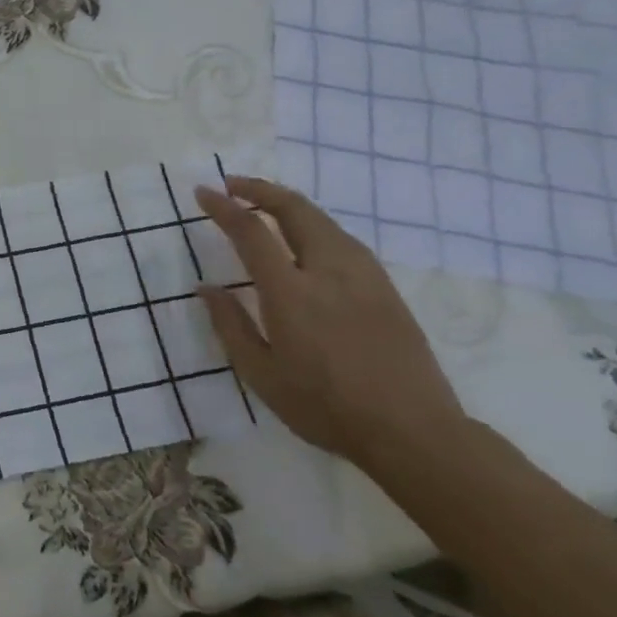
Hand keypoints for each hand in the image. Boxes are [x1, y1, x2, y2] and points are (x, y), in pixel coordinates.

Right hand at [194, 175, 466, 469]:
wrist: (413, 431)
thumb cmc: (326, 407)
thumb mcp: (262, 375)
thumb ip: (230, 325)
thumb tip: (206, 287)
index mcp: (291, 292)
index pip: (251, 231)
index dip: (224, 206)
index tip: (203, 192)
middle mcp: (328, 271)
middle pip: (294, 208)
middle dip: (259, 189)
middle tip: (232, 185)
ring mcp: (363, 275)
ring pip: (322, 219)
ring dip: (287, 204)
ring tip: (263, 207)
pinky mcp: (385, 286)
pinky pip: (342, 238)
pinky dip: (313, 224)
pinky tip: (305, 240)